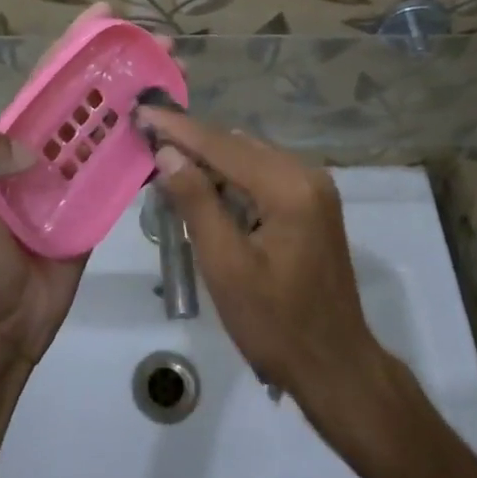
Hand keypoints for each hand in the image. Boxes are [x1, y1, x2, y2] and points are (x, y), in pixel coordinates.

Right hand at [137, 106, 382, 407]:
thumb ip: (196, 203)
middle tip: (146, 140)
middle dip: (191, 142)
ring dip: (209, 160)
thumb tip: (167, 152)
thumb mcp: (226, 266)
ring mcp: (314, 188)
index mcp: (289, 186)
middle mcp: (306, 174)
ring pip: (248, 157)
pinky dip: (231, 177)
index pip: (222, 145)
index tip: (141, 110)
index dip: (177, 128)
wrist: (335, 367)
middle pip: (236, 145)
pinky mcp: (312, 204)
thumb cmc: (275, 324)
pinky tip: (204, 189)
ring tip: (166, 163)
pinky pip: (262, 175)